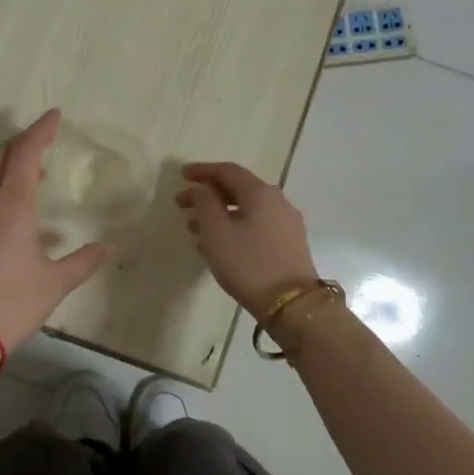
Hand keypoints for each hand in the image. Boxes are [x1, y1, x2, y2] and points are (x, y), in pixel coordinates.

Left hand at [0, 111, 113, 350]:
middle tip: (44, 138)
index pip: (24, 153)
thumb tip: (109, 247)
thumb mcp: (56, 282)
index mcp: (12, 205)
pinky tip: (15, 207)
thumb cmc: (13, 302)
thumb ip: (84, 261)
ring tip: (33, 169)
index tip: (54, 115)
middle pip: (0, 156)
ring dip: (8, 162)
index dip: (40, 130)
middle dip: (22, 141)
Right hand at [175, 162, 319, 315]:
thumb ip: (205, 202)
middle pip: (238, 189)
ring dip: (218, 214)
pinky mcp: (288, 243)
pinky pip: (255, 225)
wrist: (291, 303)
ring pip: (246, 209)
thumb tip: (202, 188)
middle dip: (208, 195)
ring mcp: (286, 223)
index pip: (228, 171)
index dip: (203, 171)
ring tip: (194, 229)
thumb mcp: (217, 231)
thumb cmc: (248, 263)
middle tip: (182, 205)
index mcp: (260, 192)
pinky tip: (218, 244)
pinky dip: (233, 227)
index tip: (182, 175)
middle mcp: (277, 201)